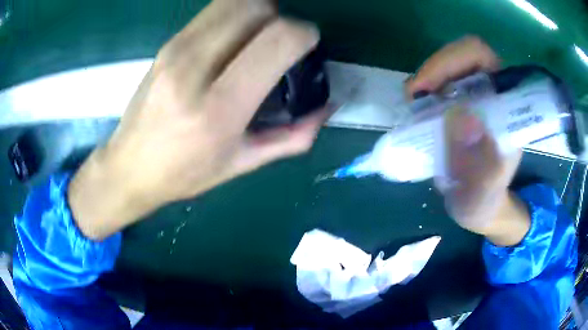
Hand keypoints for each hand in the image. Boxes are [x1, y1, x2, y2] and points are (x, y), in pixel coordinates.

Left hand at [69, 0, 329, 239]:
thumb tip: (327, 107)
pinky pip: (212, 11)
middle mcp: (195, 67)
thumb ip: (293, 136)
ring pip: (233, 1)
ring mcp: (176, 49)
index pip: (277, 40)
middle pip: (255, 6)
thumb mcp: (243, 163)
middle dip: (280, 17)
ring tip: (256, 39)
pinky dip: (233, 15)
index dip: (304, 34)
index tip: (307, 46)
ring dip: (257, 11)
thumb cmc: (185, 173)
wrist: (130, 166)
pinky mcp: (168, 42)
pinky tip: (231, 41)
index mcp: (219, 108)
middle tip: (279, 43)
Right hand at [406, 36, 528, 245]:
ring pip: (449, 68)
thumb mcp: (484, 194)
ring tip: (413, 108)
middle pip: (462, 57)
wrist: (478, 206)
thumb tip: (463, 117)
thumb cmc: (484, 201)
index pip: (483, 57)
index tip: (427, 87)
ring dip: (427, 82)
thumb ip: (482, 166)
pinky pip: (440, 86)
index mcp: (506, 107)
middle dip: (435, 70)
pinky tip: (417, 113)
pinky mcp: (461, 106)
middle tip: (414, 97)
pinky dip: (424, 93)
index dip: (453, 60)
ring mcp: (476, 98)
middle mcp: (492, 95)